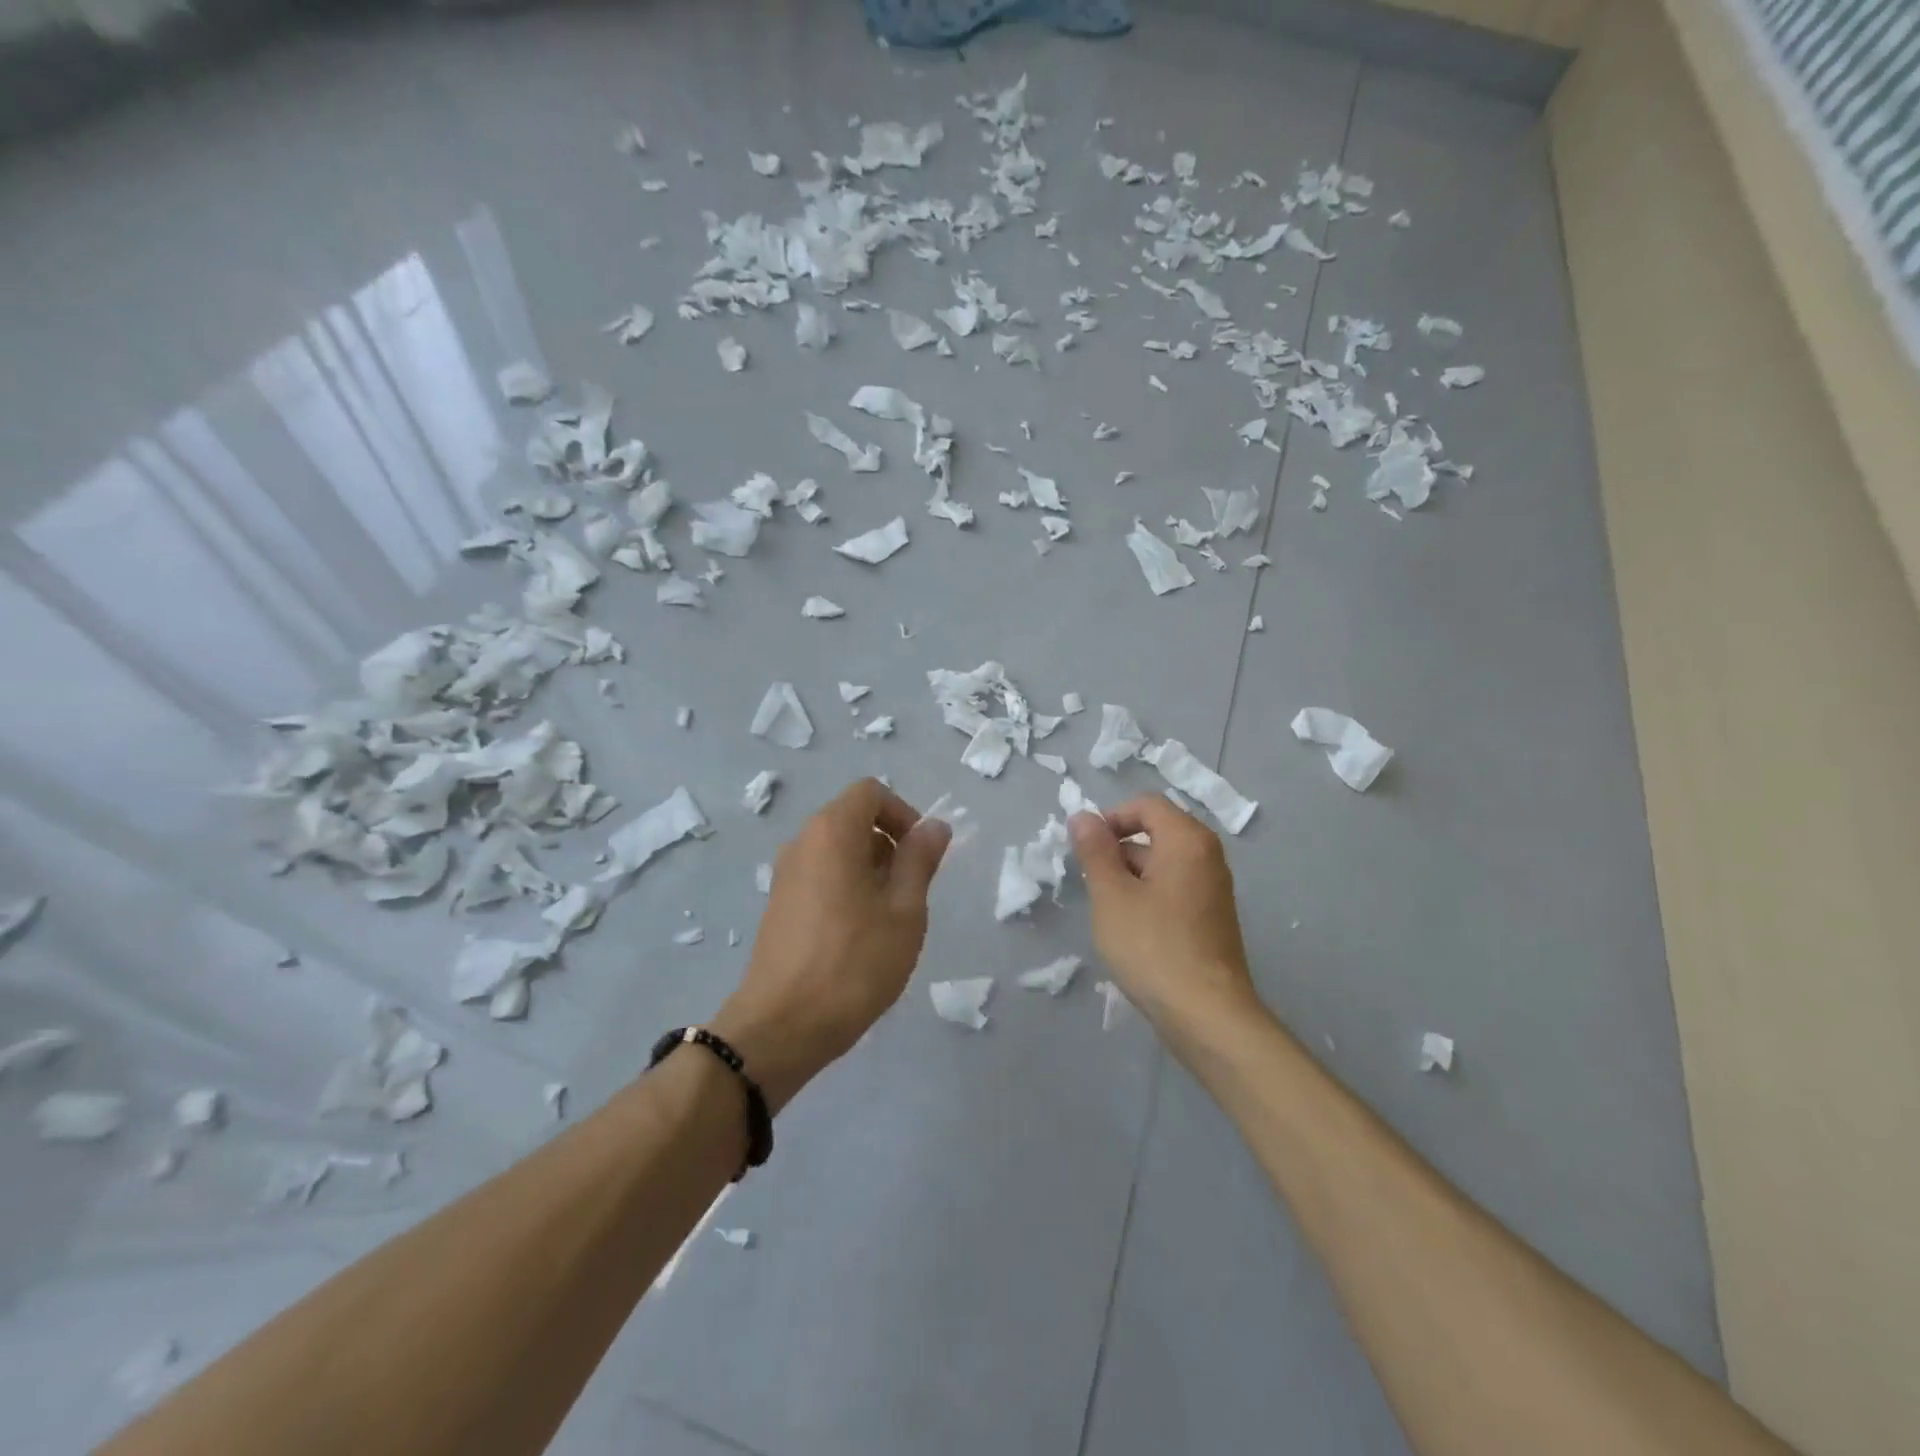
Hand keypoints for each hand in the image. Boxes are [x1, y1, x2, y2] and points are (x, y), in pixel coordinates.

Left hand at [714, 778, 950, 1109]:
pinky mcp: (779, 905)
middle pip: (853, 819)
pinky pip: (821, 876)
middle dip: (889, 846)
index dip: (903, 814)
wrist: (781, 1026)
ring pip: (838, 851)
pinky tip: (859, 936)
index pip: (871, 792)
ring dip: (870, 871)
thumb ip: (920, 860)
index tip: (920, 856)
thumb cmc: (854, 963)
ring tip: (888, 920)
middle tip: (910, 894)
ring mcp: (785, 874)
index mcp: (832, 832)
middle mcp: (802, 842)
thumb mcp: (905, 911)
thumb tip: (935, 826)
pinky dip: (846, 888)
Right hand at [1069, 797, 1260, 1048]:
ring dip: (1130, 876)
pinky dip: (1149, 896)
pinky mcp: (1212, 917)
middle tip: (1092, 883)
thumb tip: (1082, 816)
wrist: (1207, 1016)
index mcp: (1187, 840)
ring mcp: (1213, 888)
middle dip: (1118, 849)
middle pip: (1156, 831)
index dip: (1111, 818)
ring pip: (1163, 863)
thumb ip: (1095, 851)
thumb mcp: (1111, 895)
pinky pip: (1174, 888)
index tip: (1086, 849)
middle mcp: (1207, 856)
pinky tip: (1131, 930)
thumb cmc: (1153, 947)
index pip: (1146, 804)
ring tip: (1108, 911)